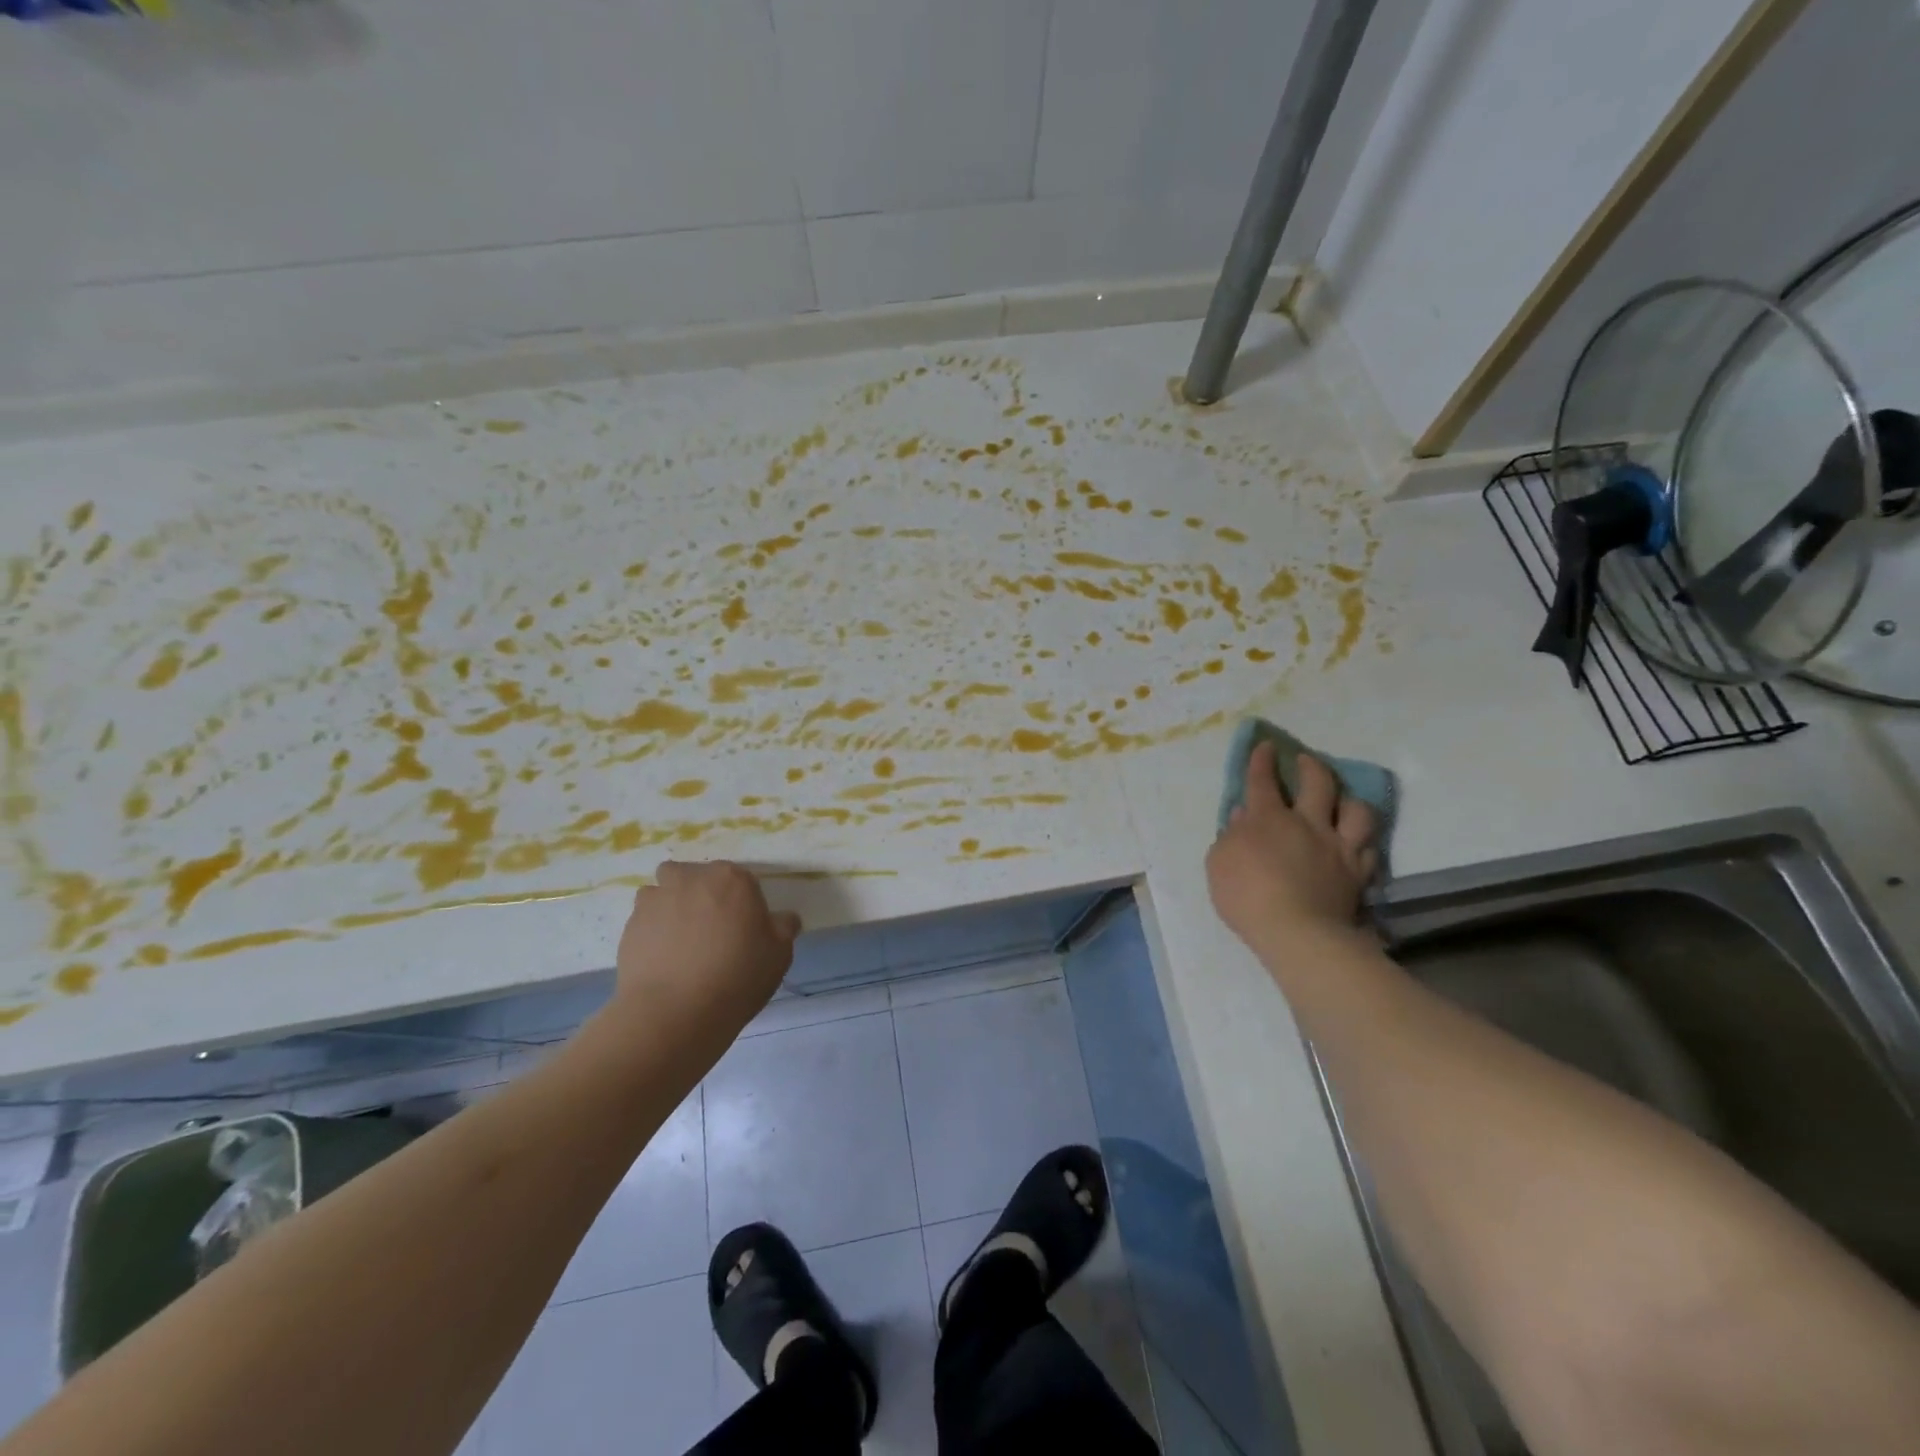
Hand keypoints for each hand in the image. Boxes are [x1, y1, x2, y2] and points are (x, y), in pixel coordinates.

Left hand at [610, 861, 800, 1037]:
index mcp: (732, 879)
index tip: (743, 928)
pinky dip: (651, 932)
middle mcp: (691, 879)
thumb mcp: (780, 954)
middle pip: (695, 876)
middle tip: (710, 929)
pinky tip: (661, 960)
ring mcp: (656, 900)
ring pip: (663, 892)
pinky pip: (644, 920)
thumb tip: (782, 919)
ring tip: (679, 943)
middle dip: (700, 894)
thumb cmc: (737, 976)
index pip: (739, 879)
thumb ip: (783, 927)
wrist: (675, 1013)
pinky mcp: (629, 926)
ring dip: (670, 906)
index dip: (741, 902)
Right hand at [1207, 742, 1378, 956]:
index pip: (1262, 780)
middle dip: (1311, 766)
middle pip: (1317, 783)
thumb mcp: (1219, 863)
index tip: (1265, 746)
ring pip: (1356, 811)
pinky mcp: (1358, 873)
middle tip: (1306, 761)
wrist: (1297, 933)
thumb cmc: (1246, 896)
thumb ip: (1230, 835)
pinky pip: (1369, 850)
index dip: (1262, 760)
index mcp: (1268, 819)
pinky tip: (1358, 844)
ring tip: (1342, 801)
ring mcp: (1338, 848)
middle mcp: (1307, 824)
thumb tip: (1242, 815)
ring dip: (1349, 801)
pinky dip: (1363, 843)